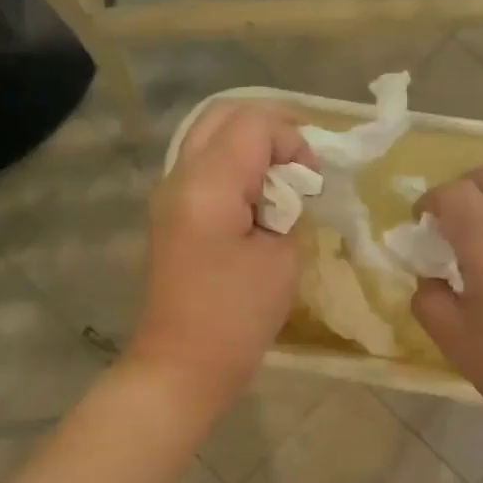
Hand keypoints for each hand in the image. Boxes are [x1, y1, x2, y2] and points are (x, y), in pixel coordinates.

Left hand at [130, 104, 315, 416]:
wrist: (182, 367)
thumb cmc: (236, 317)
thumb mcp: (282, 259)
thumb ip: (287, 209)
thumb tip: (284, 190)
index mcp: (207, 184)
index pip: (252, 123)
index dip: (292, 139)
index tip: (313, 180)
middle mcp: (179, 177)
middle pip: (222, 116)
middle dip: (268, 128)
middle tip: (301, 161)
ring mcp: (169, 196)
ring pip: (208, 139)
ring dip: (249, 147)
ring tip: (283, 181)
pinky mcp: (170, 216)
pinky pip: (202, 169)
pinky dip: (234, 169)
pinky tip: (259, 200)